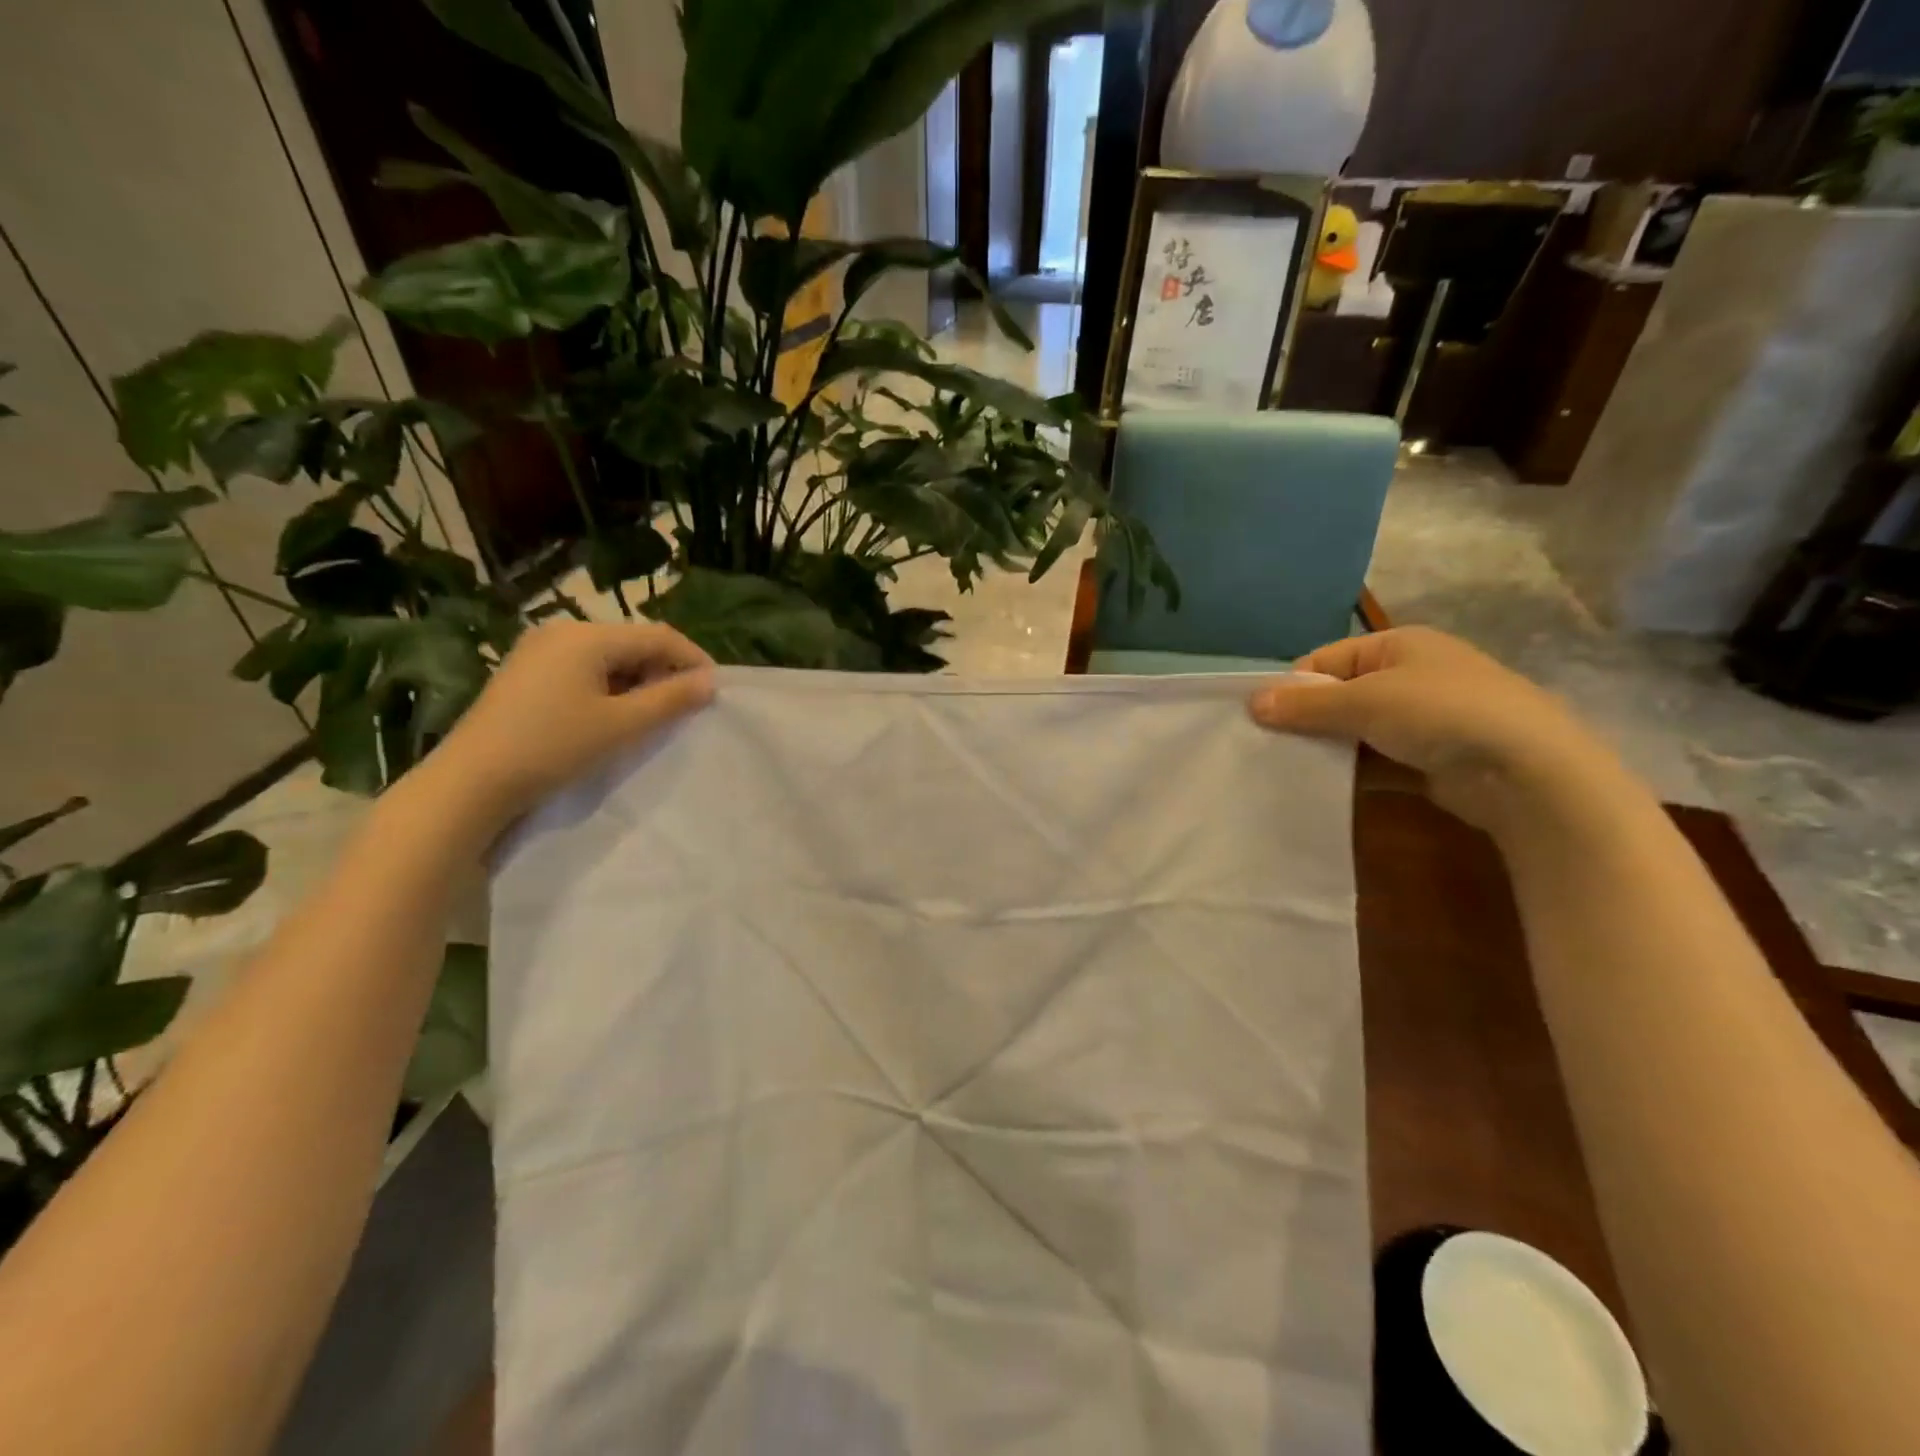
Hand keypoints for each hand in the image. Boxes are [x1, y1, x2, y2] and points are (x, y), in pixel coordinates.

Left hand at [420, 620, 714, 832]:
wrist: (472, 781)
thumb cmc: (553, 746)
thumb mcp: (622, 725)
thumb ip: (671, 699)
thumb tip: (710, 682)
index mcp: (587, 635)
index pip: (659, 636)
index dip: (693, 660)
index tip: (715, 691)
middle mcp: (563, 631)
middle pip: (633, 642)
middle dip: (665, 670)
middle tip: (686, 706)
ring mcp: (540, 650)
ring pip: (609, 656)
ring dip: (639, 679)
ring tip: (654, 714)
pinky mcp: (527, 672)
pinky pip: (584, 667)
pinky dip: (610, 685)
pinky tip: (614, 713)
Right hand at [1247, 627, 1617, 832]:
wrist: (1528, 771)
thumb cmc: (1441, 714)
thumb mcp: (1364, 701)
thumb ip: (1307, 704)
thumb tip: (1251, 701)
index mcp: (1398, 646)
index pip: (1326, 660)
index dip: (1293, 687)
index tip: (1263, 718)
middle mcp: (1410, 676)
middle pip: (1339, 696)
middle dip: (1307, 721)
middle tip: (1271, 748)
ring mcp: (1423, 720)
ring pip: (1356, 732)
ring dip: (1327, 750)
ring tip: (1289, 772)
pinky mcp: (1429, 760)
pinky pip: (1376, 761)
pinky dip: (1351, 773)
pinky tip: (1323, 790)